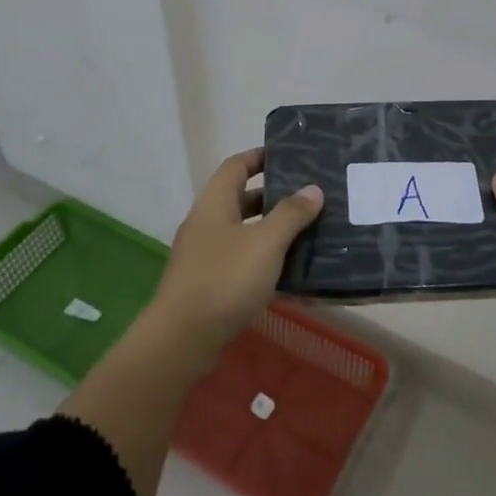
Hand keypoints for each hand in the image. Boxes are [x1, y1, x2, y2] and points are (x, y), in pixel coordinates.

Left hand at [148, 148, 323, 363]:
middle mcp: (206, 223)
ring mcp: (204, 255)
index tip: (290, 156)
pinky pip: (239, 259)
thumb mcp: (265, 243)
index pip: (236, 166)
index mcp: (214, 203)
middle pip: (240, 198)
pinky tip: (287, 271)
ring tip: (307, 232)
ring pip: (242, 231)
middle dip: (273, 196)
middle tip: (308, 197)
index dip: (260, 156)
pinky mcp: (207, 283)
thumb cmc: (225, 280)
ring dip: (270, 230)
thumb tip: (313, 189)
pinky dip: (262, 258)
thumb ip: (291, 214)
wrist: (182, 340)